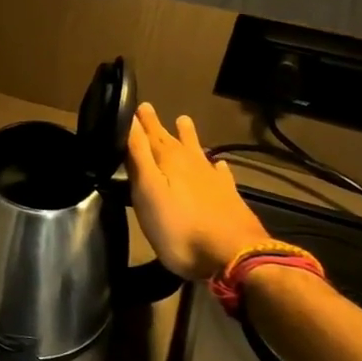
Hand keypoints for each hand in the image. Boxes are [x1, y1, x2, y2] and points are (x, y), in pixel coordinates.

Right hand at [126, 103, 269, 280]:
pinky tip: (219, 164)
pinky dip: (217, 167)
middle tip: (149, 109)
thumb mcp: (148, 191)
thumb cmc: (179, 227)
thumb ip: (139, 156)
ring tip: (184, 121)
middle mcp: (192, 164)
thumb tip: (128, 120)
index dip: (141, 122)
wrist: (233, 255)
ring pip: (197, 152)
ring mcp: (213, 180)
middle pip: (172, 140)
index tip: (135, 105)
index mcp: (169, 161)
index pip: (150, 135)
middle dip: (158, 126)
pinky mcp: (229, 197)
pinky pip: (221, 175)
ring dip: (188, 137)